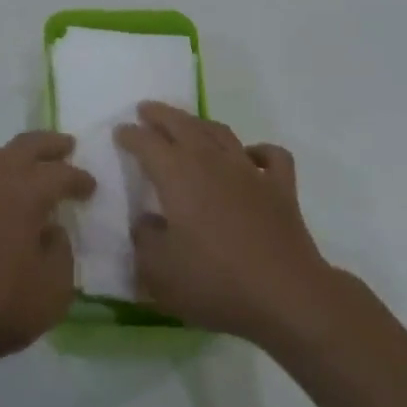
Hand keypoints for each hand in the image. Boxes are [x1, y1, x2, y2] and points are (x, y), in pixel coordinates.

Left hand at [0, 131, 95, 389]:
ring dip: (13, 156)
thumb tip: (52, 231)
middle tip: (66, 146)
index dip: (79, 178)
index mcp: (27, 190)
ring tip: (23, 166)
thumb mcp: (51, 293)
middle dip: (50, 144)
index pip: (61, 174)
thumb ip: (61, 255)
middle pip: (26, 145)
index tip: (91, 186)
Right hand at [117, 102, 337, 346]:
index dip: (131, 135)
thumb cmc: (215, 282)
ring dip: (200, 124)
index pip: (147, 143)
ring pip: (221, 133)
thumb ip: (144, 241)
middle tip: (146, 109)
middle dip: (161, 115)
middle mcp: (211, 161)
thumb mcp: (159, 272)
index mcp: (177, 175)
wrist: (286, 296)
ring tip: (189, 125)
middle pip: (182, 125)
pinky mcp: (281, 188)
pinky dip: (259, 150)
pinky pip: (271, 156)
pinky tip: (251, 156)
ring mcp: (249, 171)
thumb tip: (146, 222)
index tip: (120, 131)